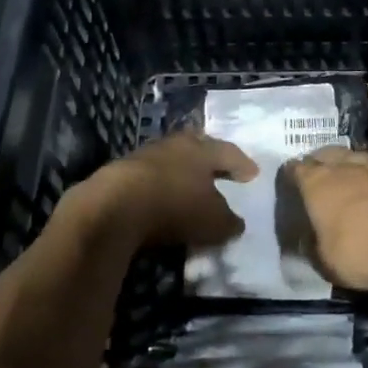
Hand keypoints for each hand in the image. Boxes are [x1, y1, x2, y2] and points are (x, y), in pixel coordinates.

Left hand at [76, 131, 257, 250]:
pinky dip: (160, 184)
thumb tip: (236, 223)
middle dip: (209, 157)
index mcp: (202, 150)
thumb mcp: (212, 221)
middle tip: (220, 168)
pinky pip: (150, 174)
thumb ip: (228, 222)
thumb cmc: (175, 206)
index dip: (242, 164)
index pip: (229, 152)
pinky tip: (161, 197)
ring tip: (189, 185)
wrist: (115, 205)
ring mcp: (146, 154)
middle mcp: (176, 144)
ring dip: (182, 171)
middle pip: (197, 146)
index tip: (252, 174)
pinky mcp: (121, 170)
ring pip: (172, 158)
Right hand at [283, 147, 367, 289]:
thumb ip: (313, 249)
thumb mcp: (328, 264)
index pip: (296, 169)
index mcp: (318, 183)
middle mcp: (344, 166)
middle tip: (318, 178)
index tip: (290, 184)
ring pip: (355, 158)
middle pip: (325, 154)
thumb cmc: (365, 249)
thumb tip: (309, 241)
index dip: (291, 175)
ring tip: (349, 181)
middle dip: (319, 163)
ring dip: (349, 167)